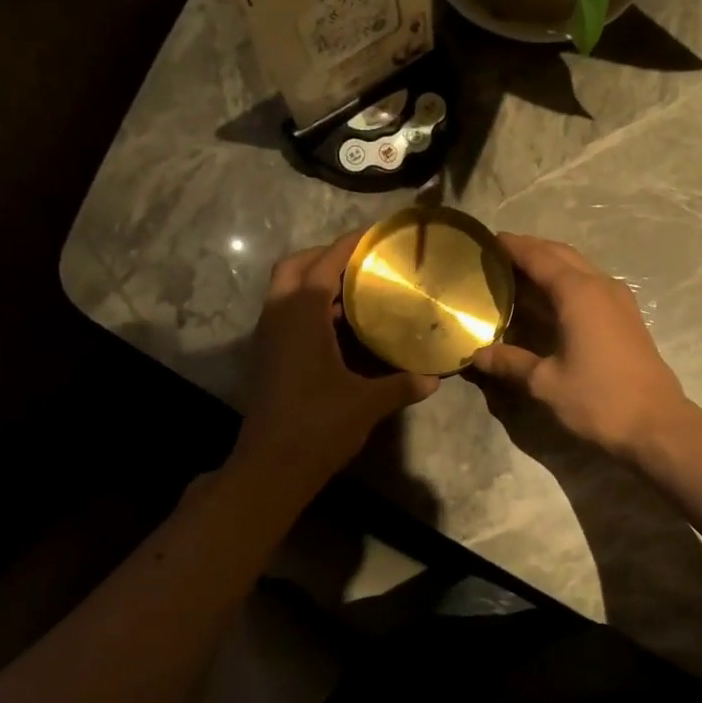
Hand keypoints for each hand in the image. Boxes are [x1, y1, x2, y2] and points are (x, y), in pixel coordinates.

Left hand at [230, 231, 438, 494]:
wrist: (271, 467)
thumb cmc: (318, 427)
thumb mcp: (367, 403)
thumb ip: (401, 385)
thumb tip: (434, 378)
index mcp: (301, 315)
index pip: (324, 262)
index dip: (349, 245)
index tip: (375, 235)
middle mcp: (278, 316)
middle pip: (295, 267)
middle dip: (325, 256)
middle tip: (362, 262)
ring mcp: (268, 337)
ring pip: (286, 291)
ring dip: (315, 282)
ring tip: (358, 288)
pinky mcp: (268, 356)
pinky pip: (287, 314)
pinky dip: (310, 307)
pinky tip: (341, 326)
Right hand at [469, 233, 698, 459]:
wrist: (656, 425)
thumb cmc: (598, 399)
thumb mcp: (545, 383)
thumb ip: (510, 362)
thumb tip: (477, 354)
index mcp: (578, 293)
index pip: (539, 257)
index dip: (513, 247)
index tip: (488, 240)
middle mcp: (601, 286)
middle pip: (561, 255)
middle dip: (531, 250)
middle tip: (499, 256)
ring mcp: (619, 300)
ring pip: (579, 268)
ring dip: (551, 265)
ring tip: (519, 275)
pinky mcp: (627, 317)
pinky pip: (591, 285)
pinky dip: (567, 283)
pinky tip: (551, 301)